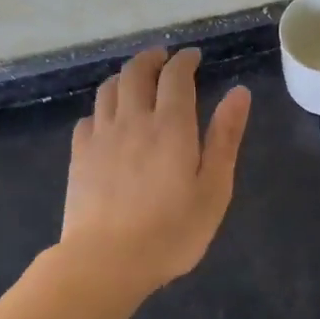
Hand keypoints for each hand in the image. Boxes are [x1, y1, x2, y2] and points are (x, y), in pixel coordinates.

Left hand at [60, 46, 251, 294]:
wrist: (106, 262)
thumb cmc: (171, 230)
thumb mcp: (214, 188)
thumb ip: (225, 137)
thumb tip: (239, 92)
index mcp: (170, 125)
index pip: (176, 76)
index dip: (185, 60)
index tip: (193, 56)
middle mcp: (133, 119)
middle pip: (136, 72)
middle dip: (152, 58)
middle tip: (163, 58)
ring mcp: (101, 136)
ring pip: (109, 89)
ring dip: (125, 76)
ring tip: (136, 80)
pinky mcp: (79, 156)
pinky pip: (88, 118)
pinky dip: (102, 109)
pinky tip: (107, 120)